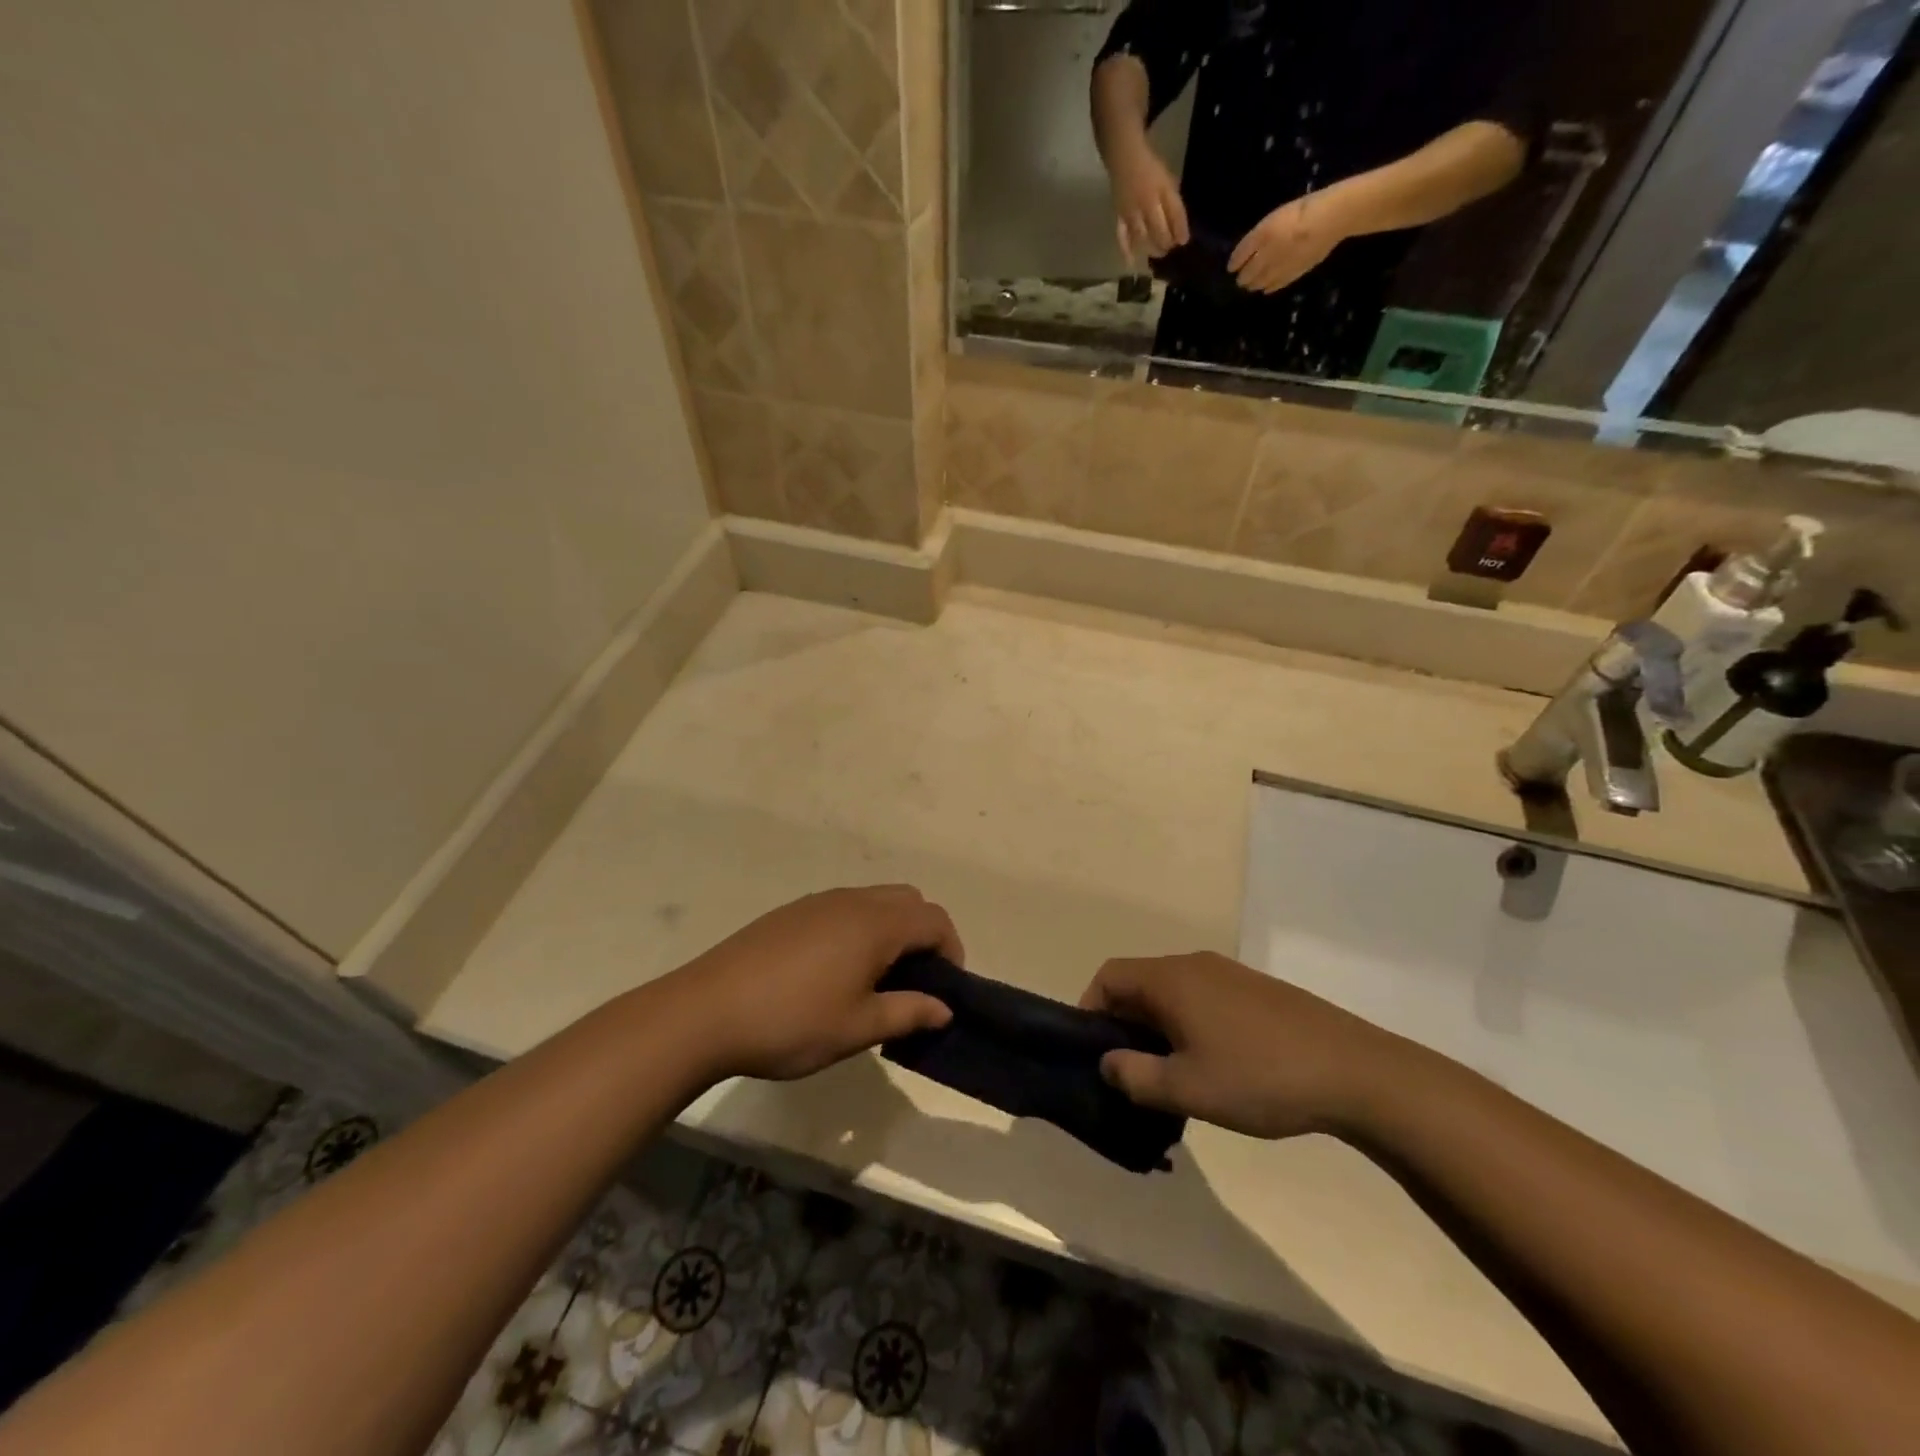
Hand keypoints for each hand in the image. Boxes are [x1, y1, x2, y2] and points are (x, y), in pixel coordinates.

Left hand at [666, 886, 959, 1082]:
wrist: (705, 1011)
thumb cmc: (792, 1022)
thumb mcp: (858, 1028)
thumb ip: (908, 1013)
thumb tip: (944, 1008)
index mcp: (875, 923)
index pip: (934, 920)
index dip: (951, 951)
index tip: (945, 990)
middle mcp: (851, 901)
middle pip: (908, 901)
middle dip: (923, 935)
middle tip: (914, 982)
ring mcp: (818, 902)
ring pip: (874, 901)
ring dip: (890, 931)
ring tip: (875, 980)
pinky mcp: (791, 913)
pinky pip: (843, 908)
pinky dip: (859, 929)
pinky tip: (834, 972)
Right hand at [1079, 952, 1409, 1138]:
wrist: (1354, 1071)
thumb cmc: (1260, 1077)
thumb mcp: (1188, 1089)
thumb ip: (1136, 1076)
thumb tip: (1107, 1062)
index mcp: (1170, 979)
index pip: (1109, 976)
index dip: (1090, 1008)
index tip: (1094, 1052)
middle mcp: (1194, 965)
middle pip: (1140, 983)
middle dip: (1126, 1025)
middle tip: (1130, 1072)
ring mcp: (1229, 974)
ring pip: (1173, 993)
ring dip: (1159, 1028)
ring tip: (1171, 1076)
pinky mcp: (1256, 991)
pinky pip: (1203, 999)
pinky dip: (1190, 1025)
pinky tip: (1213, 1067)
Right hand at [1108, 141, 1189, 264]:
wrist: (1124, 157)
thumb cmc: (1150, 168)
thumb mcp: (1167, 181)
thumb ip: (1173, 204)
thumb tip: (1179, 230)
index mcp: (1163, 189)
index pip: (1175, 213)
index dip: (1180, 229)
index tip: (1184, 241)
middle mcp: (1148, 202)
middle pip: (1159, 230)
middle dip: (1166, 243)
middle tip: (1169, 249)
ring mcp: (1132, 211)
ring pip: (1143, 237)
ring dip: (1151, 248)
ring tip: (1157, 253)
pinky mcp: (1119, 216)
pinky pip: (1122, 235)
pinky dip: (1127, 250)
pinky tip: (1131, 263)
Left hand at [1228, 195, 1347, 293]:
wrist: (1332, 217)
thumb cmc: (1306, 209)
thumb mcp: (1278, 216)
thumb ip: (1262, 235)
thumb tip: (1248, 253)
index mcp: (1262, 234)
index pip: (1240, 254)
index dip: (1234, 263)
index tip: (1231, 268)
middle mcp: (1266, 253)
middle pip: (1247, 274)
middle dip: (1242, 278)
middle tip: (1241, 280)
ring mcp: (1278, 267)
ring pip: (1258, 283)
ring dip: (1253, 285)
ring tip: (1252, 285)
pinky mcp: (1291, 275)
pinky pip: (1274, 286)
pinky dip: (1268, 288)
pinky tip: (1266, 288)